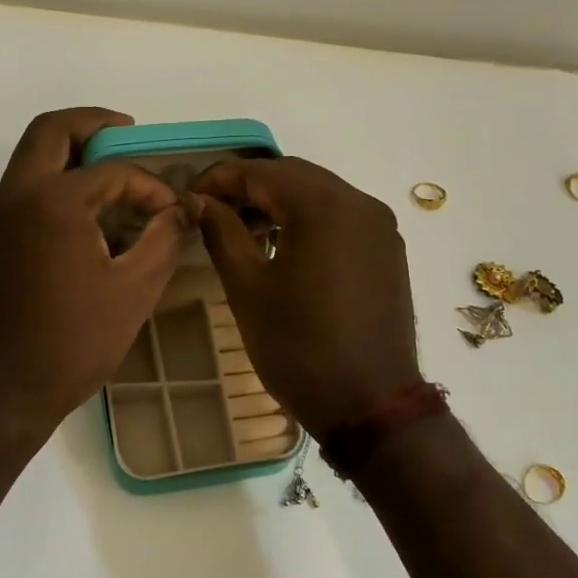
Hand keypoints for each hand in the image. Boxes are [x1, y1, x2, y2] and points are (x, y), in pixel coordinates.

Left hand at [0, 109, 188, 439]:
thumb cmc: (72, 344)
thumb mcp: (134, 291)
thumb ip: (163, 238)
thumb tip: (180, 210)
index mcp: (51, 202)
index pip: (112, 171)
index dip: (150, 185)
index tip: (173, 212)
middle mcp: (15, 197)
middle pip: (51, 132)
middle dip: (93, 124)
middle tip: (127, 133)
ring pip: (31, 159)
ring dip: (71, 153)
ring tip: (114, 174)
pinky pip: (24, 191)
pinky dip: (55, 183)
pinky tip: (88, 216)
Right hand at [192, 157, 420, 436]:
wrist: (370, 405)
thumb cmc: (298, 348)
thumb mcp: (248, 289)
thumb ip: (222, 233)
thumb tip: (200, 201)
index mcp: (323, 207)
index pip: (261, 172)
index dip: (220, 178)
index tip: (189, 195)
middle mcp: (359, 202)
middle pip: (294, 175)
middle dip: (250, 187)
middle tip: (212, 211)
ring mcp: (380, 226)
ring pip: (319, 194)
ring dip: (279, 202)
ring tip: (243, 231)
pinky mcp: (388, 249)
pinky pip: (341, 216)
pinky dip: (308, 219)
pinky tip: (282, 245)